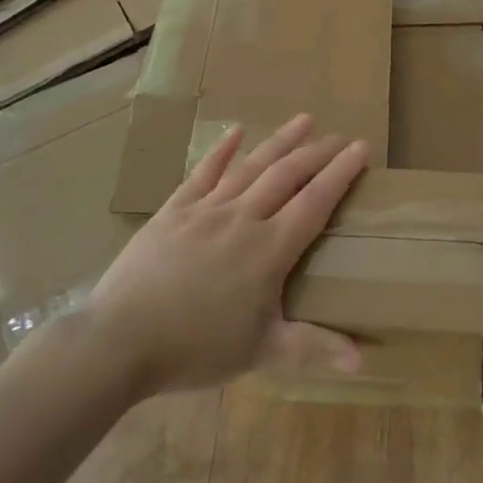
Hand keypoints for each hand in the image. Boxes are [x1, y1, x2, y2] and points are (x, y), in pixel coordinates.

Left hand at [87, 114, 368, 395]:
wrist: (119, 340)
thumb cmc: (195, 348)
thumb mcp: (260, 352)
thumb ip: (313, 348)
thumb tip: (363, 362)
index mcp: (270, 249)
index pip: (315, 201)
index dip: (341, 173)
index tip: (361, 148)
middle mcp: (244, 218)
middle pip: (287, 175)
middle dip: (317, 153)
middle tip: (339, 136)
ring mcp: (207, 210)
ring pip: (251, 166)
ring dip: (280, 141)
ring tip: (304, 119)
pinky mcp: (174, 211)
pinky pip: (203, 173)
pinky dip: (221, 151)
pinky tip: (235, 131)